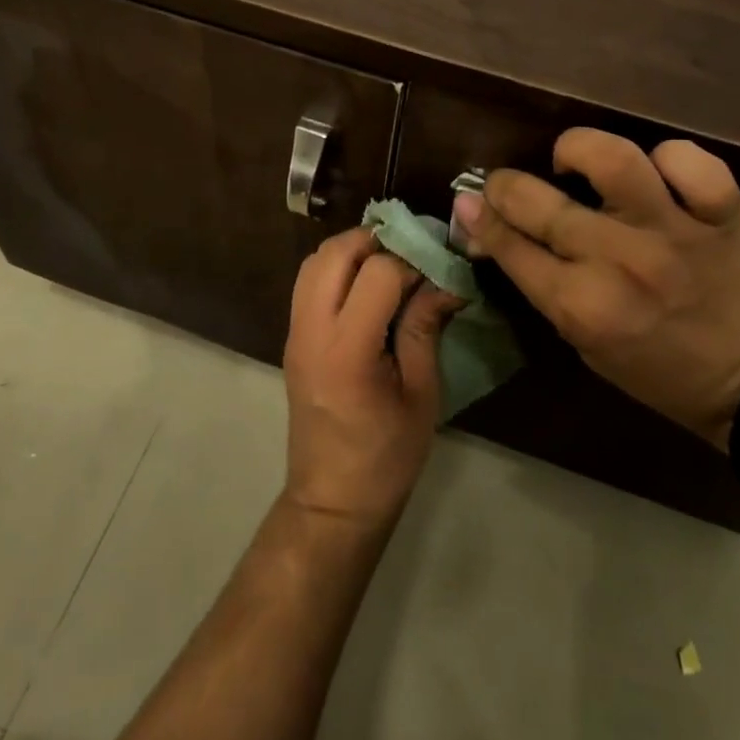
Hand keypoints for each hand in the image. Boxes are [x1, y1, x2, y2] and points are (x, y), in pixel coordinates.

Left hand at [282, 228, 461, 530]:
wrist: (333, 499)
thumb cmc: (386, 456)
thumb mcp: (421, 394)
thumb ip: (425, 328)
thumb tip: (447, 281)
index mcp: (347, 349)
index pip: (377, 273)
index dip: (412, 262)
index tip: (438, 270)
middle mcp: (312, 330)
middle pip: (334, 252)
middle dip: (375, 239)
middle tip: (412, 253)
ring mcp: (295, 332)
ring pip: (314, 261)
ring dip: (352, 250)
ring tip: (390, 265)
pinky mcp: (292, 338)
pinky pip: (308, 283)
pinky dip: (336, 269)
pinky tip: (367, 288)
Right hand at [452, 129, 739, 451]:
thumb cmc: (656, 368)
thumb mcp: (582, 340)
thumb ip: (537, 282)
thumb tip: (488, 229)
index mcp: (582, 306)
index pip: (509, 245)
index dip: (479, 218)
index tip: (469, 202)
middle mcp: (620, 261)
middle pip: (538, 202)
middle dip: (505, 186)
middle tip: (508, 185)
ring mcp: (674, 231)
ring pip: (613, 159)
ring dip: (578, 151)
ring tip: (574, 163)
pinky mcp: (724, 213)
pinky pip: (689, 161)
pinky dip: (668, 159)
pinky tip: (657, 176)